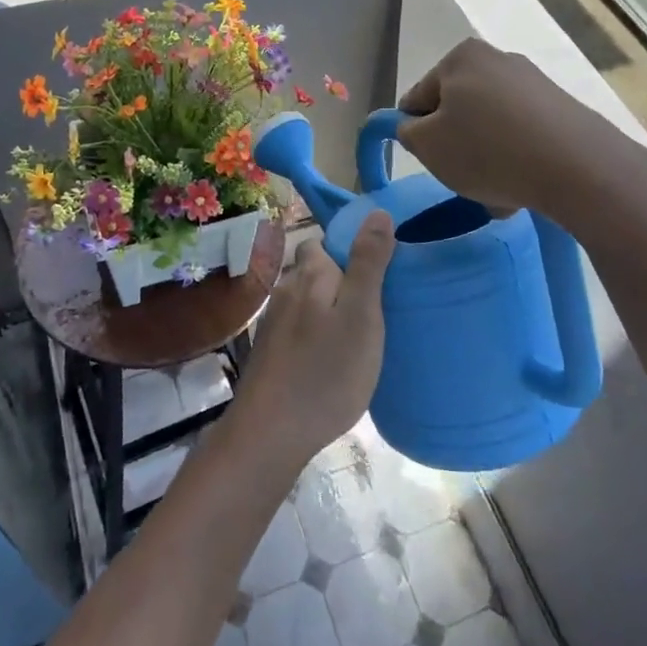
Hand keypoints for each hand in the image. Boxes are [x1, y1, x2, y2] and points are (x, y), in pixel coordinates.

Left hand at [232, 212, 395, 467]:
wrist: (270, 432)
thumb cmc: (326, 372)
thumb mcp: (361, 315)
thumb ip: (368, 263)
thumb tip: (377, 212)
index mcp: (310, 274)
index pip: (324, 242)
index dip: (348, 250)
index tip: (376, 272)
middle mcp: (286, 289)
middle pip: (314, 271)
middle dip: (339, 280)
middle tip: (372, 309)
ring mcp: (273, 322)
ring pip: (305, 301)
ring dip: (327, 309)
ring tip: (355, 335)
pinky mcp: (269, 352)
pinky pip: (298, 329)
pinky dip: (314, 335)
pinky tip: (329, 359)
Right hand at [396, 38, 646, 217]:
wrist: (577, 167)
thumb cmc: (487, 150)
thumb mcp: (426, 145)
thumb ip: (406, 132)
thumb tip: (413, 125)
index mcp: (460, 57)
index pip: (418, 99)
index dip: (417, 134)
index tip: (433, 162)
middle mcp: (498, 59)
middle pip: (457, 111)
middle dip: (457, 146)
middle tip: (463, 179)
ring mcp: (534, 82)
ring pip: (490, 127)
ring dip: (486, 157)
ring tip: (498, 192)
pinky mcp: (561, 107)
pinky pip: (522, 135)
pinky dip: (516, 158)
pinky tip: (523, 186)